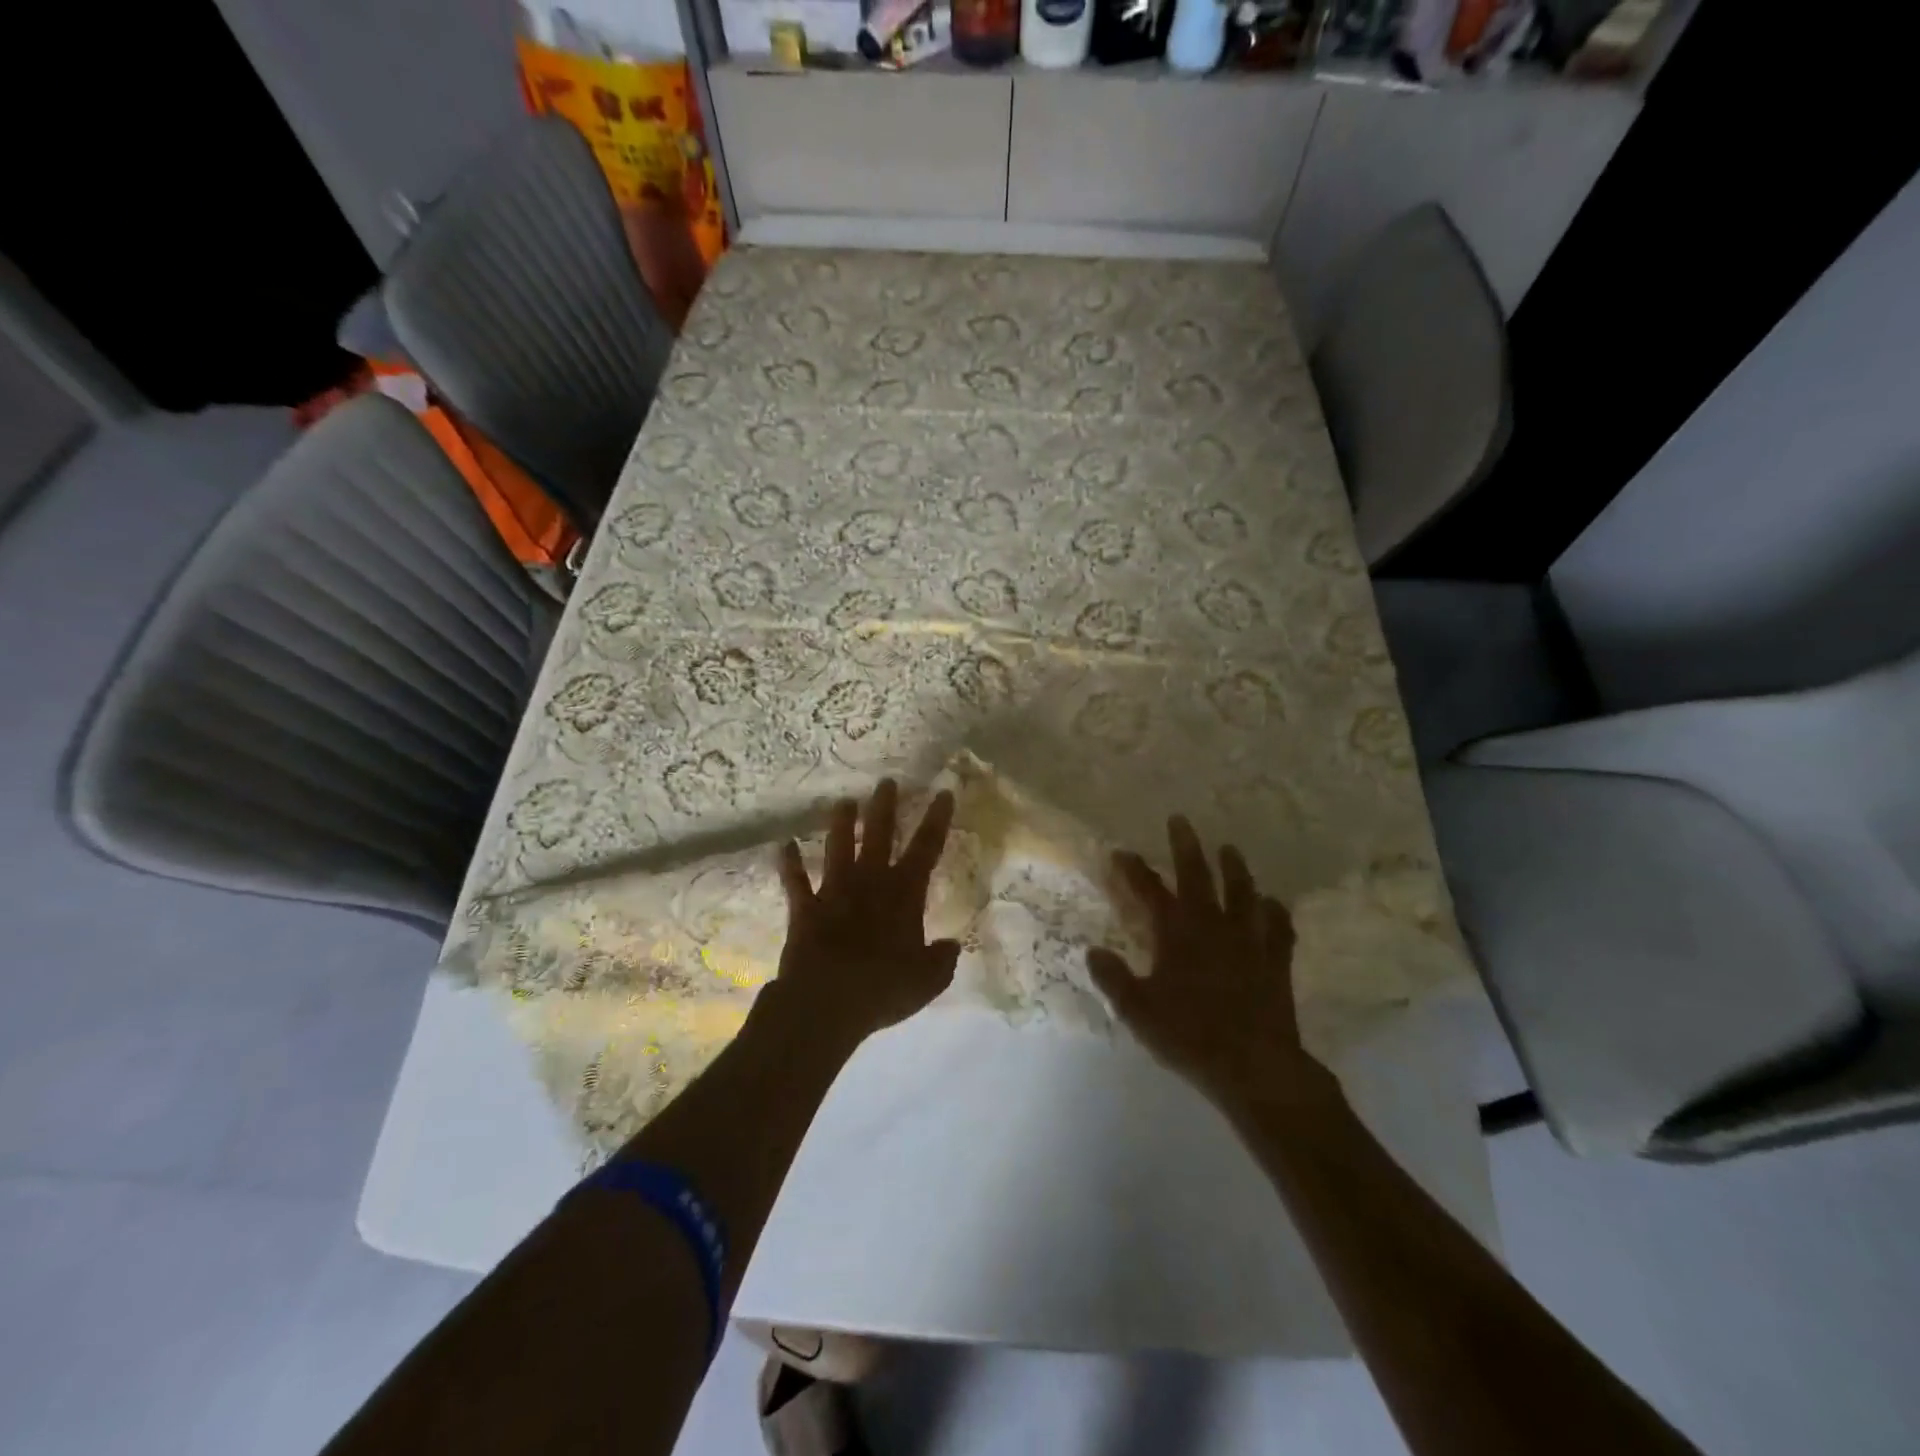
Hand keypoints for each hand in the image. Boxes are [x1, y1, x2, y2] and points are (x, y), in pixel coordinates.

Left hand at [771, 780, 960, 1047]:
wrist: (826, 1001)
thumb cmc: (883, 987)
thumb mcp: (927, 980)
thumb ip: (942, 960)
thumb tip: (952, 945)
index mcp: (904, 893)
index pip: (927, 848)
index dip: (937, 819)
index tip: (943, 793)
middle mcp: (870, 882)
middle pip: (879, 834)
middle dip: (884, 806)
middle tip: (886, 781)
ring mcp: (834, 891)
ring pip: (838, 847)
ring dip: (841, 823)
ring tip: (843, 801)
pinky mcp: (805, 908)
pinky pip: (795, 881)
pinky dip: (789, 863)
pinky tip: (783, 845)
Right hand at [1087, 816, 1337, 1112]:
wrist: (1254, 1066)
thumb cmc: (1189, 1036)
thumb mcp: (1138, 1011)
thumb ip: (1113, 979)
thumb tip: (1092, 951)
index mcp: (1177, 934)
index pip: (1149, 891)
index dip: (1133, 870)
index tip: (1120, 851)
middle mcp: (1212, 926)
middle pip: (1198, 876)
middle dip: (1186, 847)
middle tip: (1181, 820)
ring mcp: (1248, 940)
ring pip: (1242, 893)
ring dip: (1235, 868)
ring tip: (1230, 849)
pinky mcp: (1275, 960)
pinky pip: (1279, 928)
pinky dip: (1275, 912)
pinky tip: (1273, 903)